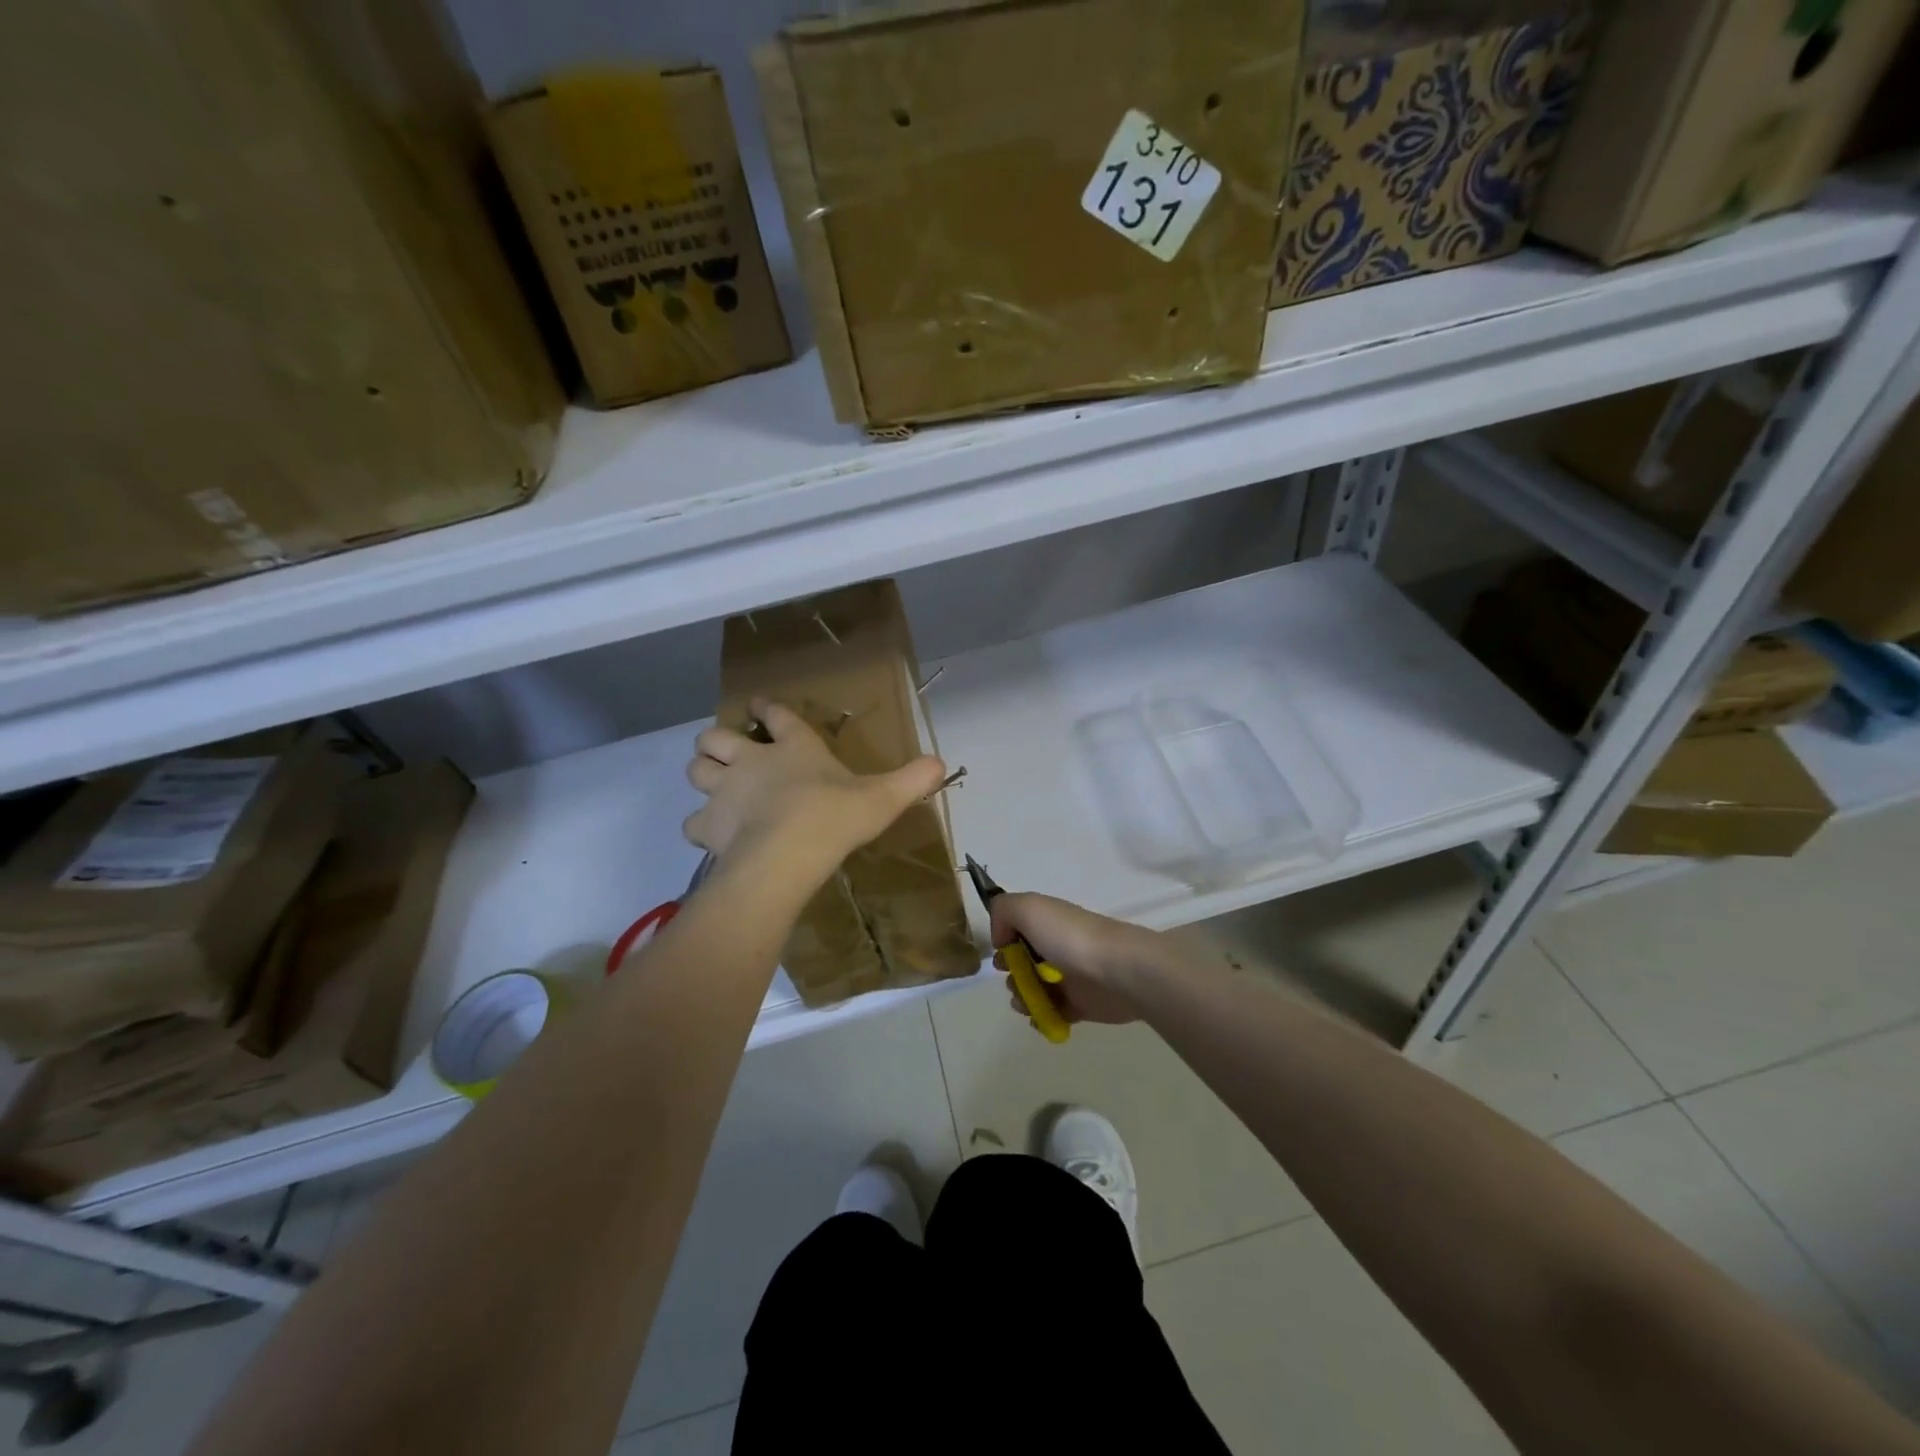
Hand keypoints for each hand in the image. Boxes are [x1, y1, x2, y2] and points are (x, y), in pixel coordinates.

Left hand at [685, 700, 945, 872]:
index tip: (760, 706)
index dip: (767, 709)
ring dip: (703, 774)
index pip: (776, 716)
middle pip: (716, 736)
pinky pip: (692, 821)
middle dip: (718, 741)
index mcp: (794, 747)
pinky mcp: (708, 825)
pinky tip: (714, 835)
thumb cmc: (835, 816)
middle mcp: (752, 761)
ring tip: (715, 787)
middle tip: (728, 754)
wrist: (788, 853)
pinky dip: (700, 825)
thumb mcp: (884, 797)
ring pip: (696, 770)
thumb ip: (911, 779)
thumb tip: (940, 762)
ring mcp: (725, 791)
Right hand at [989, 892, 1163, 1026]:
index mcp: (1048, 922)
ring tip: (1028, 1002)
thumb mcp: (1028, 907)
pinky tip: (1039, 1017)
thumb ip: (1003, 911)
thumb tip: (1001, 937)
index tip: (1002, 953)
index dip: (1005, 942)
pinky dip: (1042, 1017)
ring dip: (1022, 997)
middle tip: (1015, 979)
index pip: (1018, 930)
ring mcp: (1070, 977)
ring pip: (1035, 989)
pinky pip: (1053, 1013)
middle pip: (1023, 962)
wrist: (1117, 971)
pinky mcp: (1081, 1005)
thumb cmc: (1069, 937)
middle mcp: (1058, 946)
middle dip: (1011, 973)